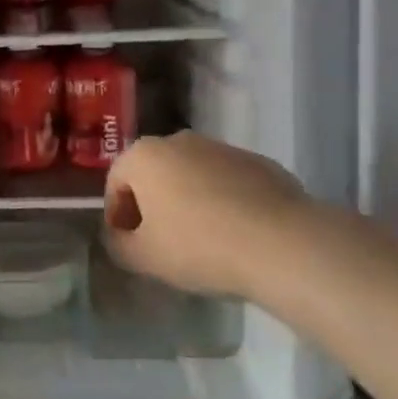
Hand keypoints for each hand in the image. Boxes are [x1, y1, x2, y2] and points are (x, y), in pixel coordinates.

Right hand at [103, 132, 308, 297]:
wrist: (281, 243)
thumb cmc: (198, 245)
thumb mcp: (145, 257)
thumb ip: (120, 245)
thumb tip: (120, 237)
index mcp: (144, 156)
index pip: (116, 183)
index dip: (117, 215)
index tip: (128, 243)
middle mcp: (178, 141)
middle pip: (153, 174)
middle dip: (152, 204)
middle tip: (160, 242)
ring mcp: (221, 148)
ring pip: (191, 175)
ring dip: (188, 201)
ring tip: (201, 240)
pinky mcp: (259, 162)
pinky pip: (227, 182)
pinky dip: (223, 202)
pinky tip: (235, 234)